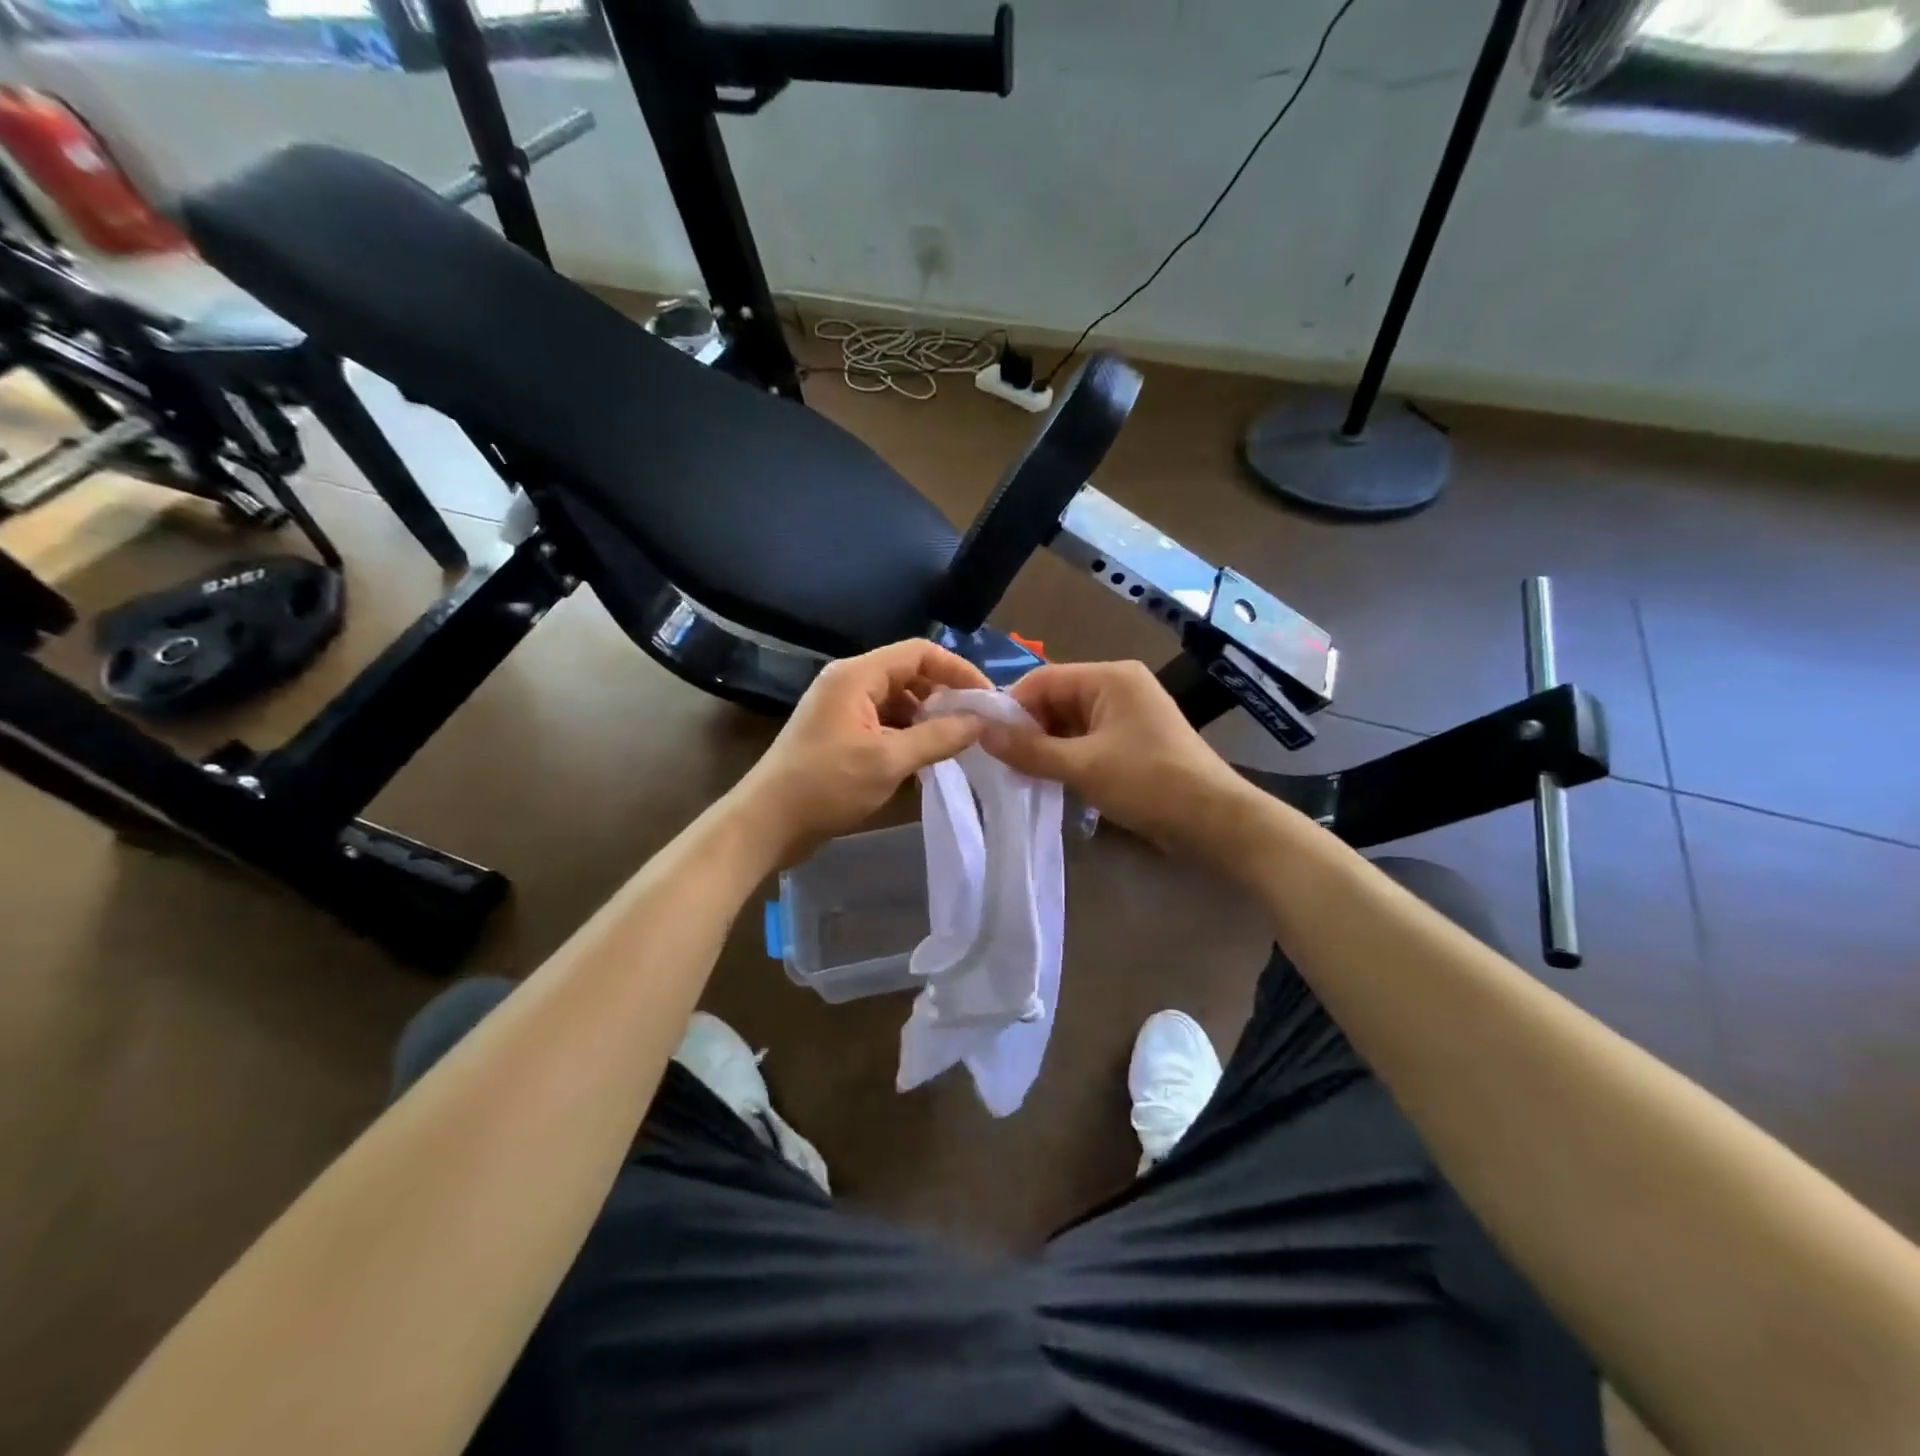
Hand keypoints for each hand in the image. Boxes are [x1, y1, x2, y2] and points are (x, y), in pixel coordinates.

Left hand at [733, 640, 991, 864]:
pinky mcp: (841, 734)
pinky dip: (909, 735)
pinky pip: (885, 722)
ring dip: (929, 718)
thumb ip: (939, 737)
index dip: (957, 669)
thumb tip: (982, 721)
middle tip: (977, 724)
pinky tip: (927, 758)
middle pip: (910, 674)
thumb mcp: (888, 761)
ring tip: (957, 744)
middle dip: (945, 695)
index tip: (987, 699)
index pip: (919, 652)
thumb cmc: (825, 786)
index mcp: (856, 676)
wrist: (767, 824)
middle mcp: (849, 683)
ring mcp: (843, 709)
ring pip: (899, 701)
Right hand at [984, 659, 1263, 864]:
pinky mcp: (1135, 741)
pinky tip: (1050, 779)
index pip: (1044, 679)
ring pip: (1071, 722)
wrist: (1215, 821)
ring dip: (1047, 746)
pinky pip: (1089, 739)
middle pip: (1057, 699)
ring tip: (1021, 774)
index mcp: (1110, 677)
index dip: (1012, 706)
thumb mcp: (1082, 766)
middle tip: (1001, 762)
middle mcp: (1119, 687)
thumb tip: (980, 733)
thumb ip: (1028, 750)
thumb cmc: (1148, 782)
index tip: (986, 738)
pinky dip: (1068, 756)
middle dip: (1029, 729)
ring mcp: (1129, 714)